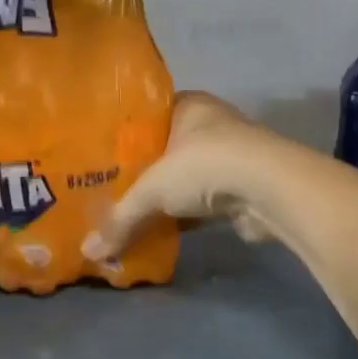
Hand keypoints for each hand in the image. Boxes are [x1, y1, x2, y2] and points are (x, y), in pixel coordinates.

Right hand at [83, 91, 282, 259]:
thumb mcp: (152, 189)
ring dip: (164, 197)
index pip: (148, 116)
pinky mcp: (240, 189)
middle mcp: (210, 126)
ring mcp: (229, 158)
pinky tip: (160, 230)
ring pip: (184, 178)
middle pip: (165, 150)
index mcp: (188, 106)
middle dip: (141, 172)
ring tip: (128, 214)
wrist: (269, 191)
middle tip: (107, 190)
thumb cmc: (204, 166)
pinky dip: (184, 217)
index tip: (99, 156)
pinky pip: (201, 203)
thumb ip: (119, 219)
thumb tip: (88, 252)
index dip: (124, 136)